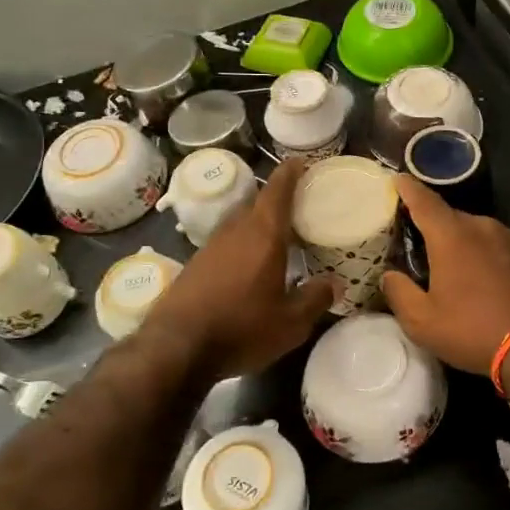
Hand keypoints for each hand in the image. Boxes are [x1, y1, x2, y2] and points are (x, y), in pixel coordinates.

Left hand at [142, 158, 335, 379]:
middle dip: (277, 201)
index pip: (278, 190)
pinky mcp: (195, 266)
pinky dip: (242, 245)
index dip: (290, 173)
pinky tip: (249, 267)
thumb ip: (315, 299)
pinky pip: (226, 244)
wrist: (175, 348)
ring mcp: (210, 247)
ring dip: (258, 224)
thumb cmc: (241, 328)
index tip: (300, 162)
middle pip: (257, 204)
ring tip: (277, 237)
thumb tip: (334, 284)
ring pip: (240, 224)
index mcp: (263, 235)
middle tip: (298, 207)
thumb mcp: (290, 323)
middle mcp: (235, 232)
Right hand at [381, 177, 509, 375]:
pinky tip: (488, 282)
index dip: (407, 188)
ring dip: (464, 245)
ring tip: (457, 270)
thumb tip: (390, 275)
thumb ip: (399, 292)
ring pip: (479, 233)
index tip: (397, 179)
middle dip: (435, 228)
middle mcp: (483, 227)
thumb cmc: (473, 331)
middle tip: (422, 247)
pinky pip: (501, 248)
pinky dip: (488, 257)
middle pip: (451, 218)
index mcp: (452, 235)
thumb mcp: (422, 322)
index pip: (423, 201)